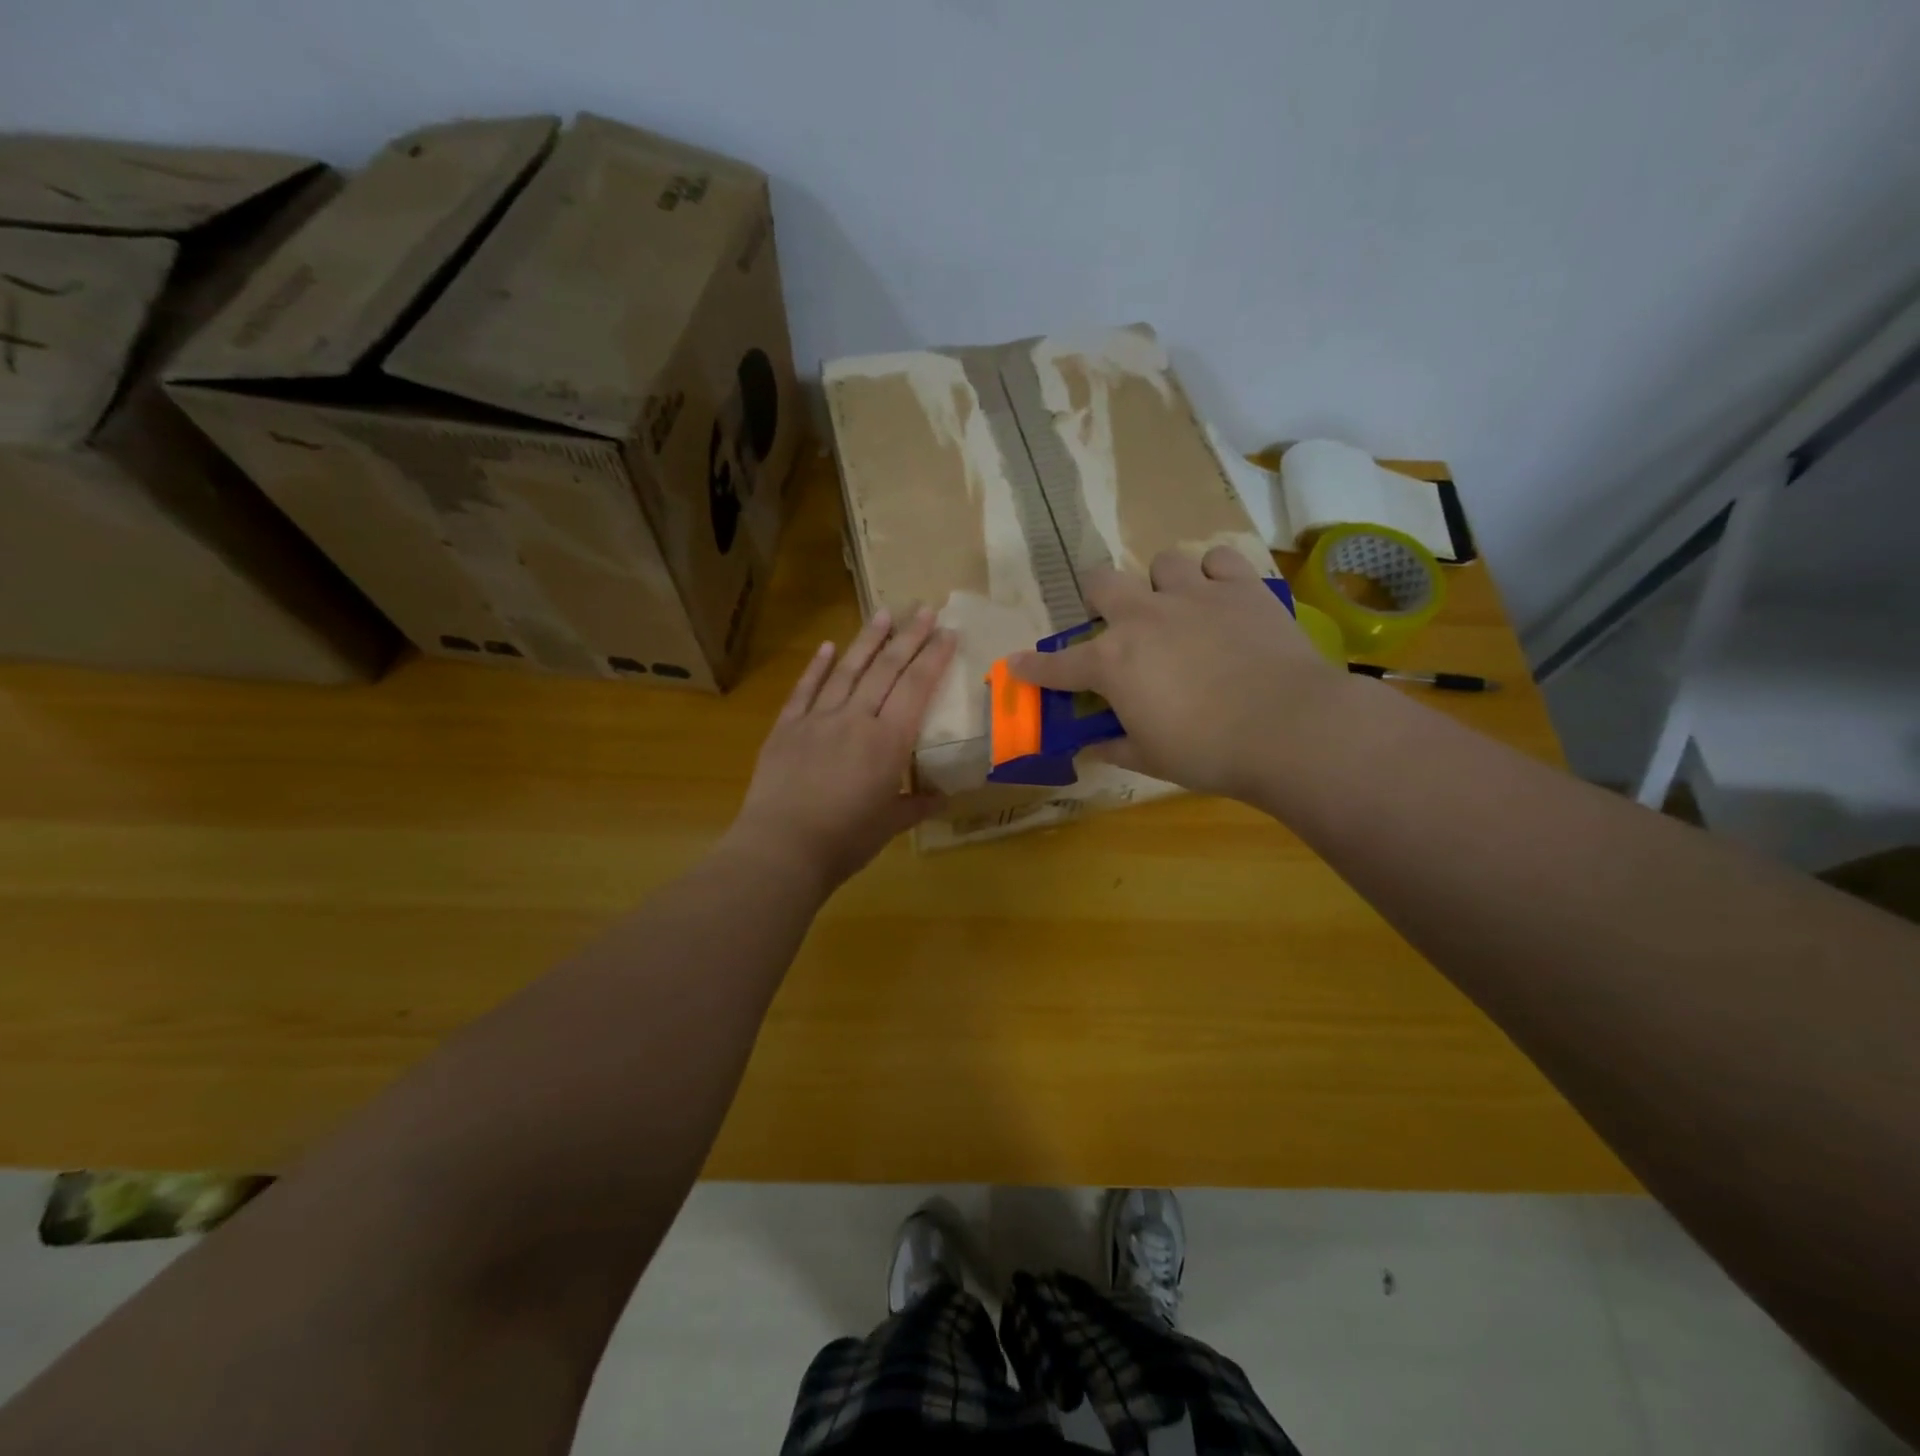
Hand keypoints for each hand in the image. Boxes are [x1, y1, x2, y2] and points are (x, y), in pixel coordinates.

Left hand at [729, 606, 956, 891]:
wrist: (782, 848)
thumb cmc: (845, 840)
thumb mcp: (889, 825)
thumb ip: (916, 806)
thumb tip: (941, 799)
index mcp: (888, 741)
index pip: (917, 687)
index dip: (934, 657)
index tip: (948, 631)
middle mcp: (856, 719)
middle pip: (886, 669)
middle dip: (908, 637)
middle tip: (924, 608)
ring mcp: (818, 719)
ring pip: (848, 670)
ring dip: (867, 640)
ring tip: (883, 613)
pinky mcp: (787, 727)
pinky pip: (805, 690)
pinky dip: (817, 666)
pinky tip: (828, 646)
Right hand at [1009, 547, 1348, 800]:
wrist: (1289, 728)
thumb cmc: (1209, 752)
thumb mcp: (1151, 758)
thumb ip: (1113, 746)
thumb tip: (1090, 748)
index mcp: (1112, 662)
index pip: (1057, 666)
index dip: (1031, 668)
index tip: (1015, 665)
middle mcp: (1143, 617)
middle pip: (1101, 582)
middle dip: (1099, 598)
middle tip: (1116, 622)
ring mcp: (1193, 595)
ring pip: (1162, 562)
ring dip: (1162, 585)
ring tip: (1179, 608)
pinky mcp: (1241, 587)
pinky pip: (1218, 558)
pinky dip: (1214, 575)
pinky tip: (1221, 598)